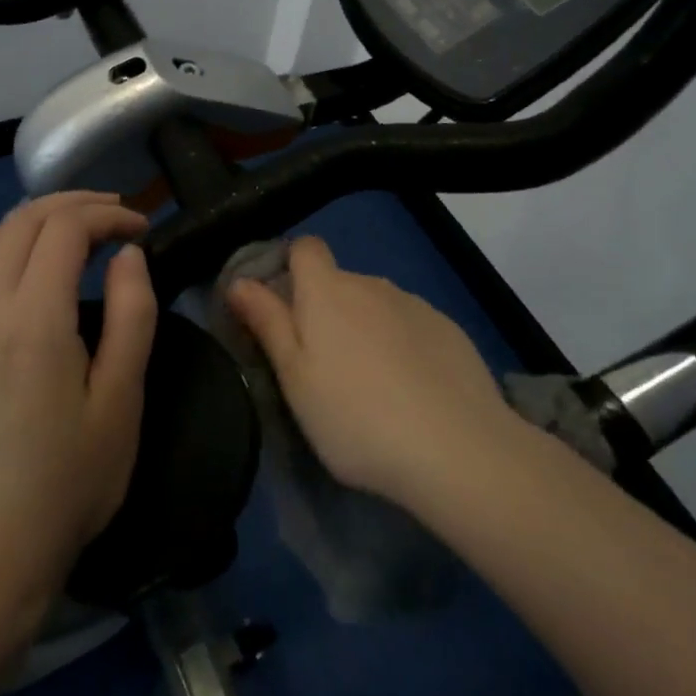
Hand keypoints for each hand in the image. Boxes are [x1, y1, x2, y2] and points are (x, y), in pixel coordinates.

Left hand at [0, 192, 156, 595]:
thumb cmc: (71, 477)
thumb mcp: (122, 398)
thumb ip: (133, 314)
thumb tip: (128, 254)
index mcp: (34, 320)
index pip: (65, 228)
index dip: (108, 215)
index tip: (141, 229)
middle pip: (23, 219)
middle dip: (74, 205)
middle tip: (116, 217)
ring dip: (37, 222)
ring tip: (78, 236)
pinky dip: (7, 248)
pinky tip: (31, 273)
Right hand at [227, 237, 515, 508]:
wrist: (457, 448)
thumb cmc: (355, 416)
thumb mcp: (294, 377)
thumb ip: (267, 322)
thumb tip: (238, 280)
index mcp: (328, 290)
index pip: (304, 247)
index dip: (290, 267)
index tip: (283, 310)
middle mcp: (371, 284)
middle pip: (338, 281)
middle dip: (325, 310)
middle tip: (322, 366)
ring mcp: (415, 304)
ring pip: (376, 305)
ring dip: (365, 328)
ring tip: (370, 386)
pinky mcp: (449, 329)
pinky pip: (411, 325)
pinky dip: (402, 345)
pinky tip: (411, 390)